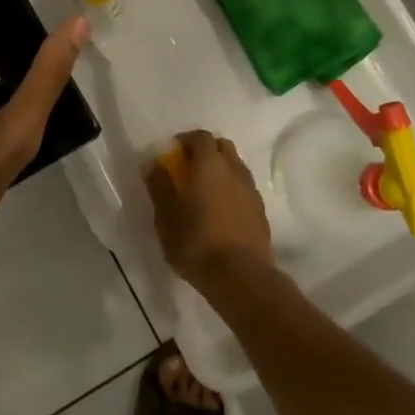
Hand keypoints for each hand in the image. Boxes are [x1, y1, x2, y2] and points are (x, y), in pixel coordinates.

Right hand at [144, 130, 273, 294]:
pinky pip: (244, 188)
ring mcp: (251, 190)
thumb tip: (153, 163)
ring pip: (236, 167)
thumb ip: (159, 186)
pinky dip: (232, 190)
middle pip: (222, 146)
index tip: (172, 154)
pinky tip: (221, 211)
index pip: (200, 136)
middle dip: (205, 151)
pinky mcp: (261, 211)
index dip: (186, 140)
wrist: (242, 278)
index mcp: (209, 165)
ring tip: (205, 192)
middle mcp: (233, 170)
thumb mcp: (166, 217)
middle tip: (189, 170)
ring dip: (221, 171)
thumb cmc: (197, 243)